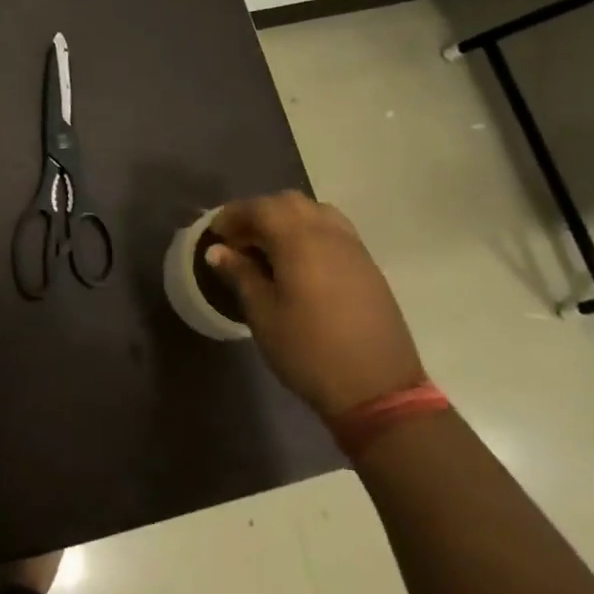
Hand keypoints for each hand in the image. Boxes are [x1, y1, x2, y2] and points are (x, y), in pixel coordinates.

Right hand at [205, 192, 424, 421]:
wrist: (377, 389)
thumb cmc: (308, 351)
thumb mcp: (263, 314)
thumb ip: (240, 274)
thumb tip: (217, 250)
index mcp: (300, 241)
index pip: (261, 208)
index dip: (234, 214)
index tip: (215, 233)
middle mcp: (330, 234)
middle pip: (290, 203)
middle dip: (260, 213)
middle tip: (238, 240)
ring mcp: (354, 249)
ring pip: (316, 213)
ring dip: (287, 220)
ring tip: (267, 248)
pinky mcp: (368, 267)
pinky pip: (334, 231)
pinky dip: (309, 233)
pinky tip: (297, 263)